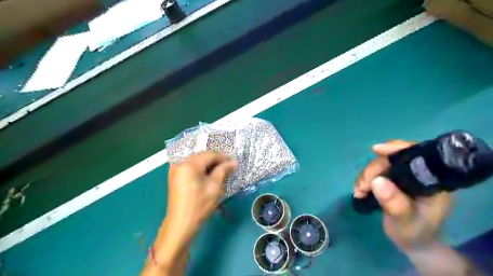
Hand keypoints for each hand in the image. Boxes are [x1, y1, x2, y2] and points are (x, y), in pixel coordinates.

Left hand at [164, 151, 237, 239]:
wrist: (181, 224)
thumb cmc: (199, 205)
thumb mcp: (214, 187)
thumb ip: (223, 170)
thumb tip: (234, 162)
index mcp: (189, 165)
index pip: (210, 154)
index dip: (223, 157)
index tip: (234, 162)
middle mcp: (180, 163)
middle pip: (202, 156)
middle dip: (216, 160)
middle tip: (229, 166)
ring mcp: (175, 169)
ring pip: (196, 160)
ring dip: (209, 164)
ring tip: (221, 170)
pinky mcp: (175, 176)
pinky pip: (191, 166)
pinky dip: (201, 168)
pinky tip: (209, 174)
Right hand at [353, 142, 451, 251]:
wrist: (412, 242)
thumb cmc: (414, 233)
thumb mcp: (406, 222)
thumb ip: (395, 204)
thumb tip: (377, 181)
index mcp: (431, 181)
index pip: (416, 156)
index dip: (397, 148)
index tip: (377, 150)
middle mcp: (417, 174)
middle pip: (391, 160)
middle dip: (373, 170)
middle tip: (362, 187)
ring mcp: (402, 177)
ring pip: (379, 165)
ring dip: (365, 176)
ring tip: (359, 192)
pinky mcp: (390, 180)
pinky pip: (374, 173)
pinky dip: (363, 180)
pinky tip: (359, 191)